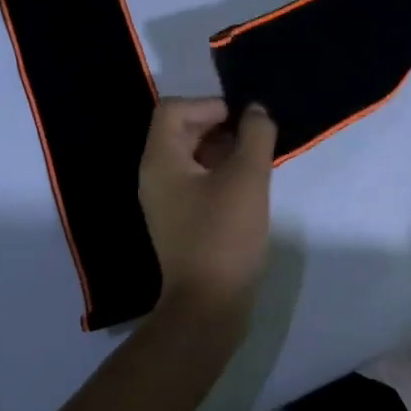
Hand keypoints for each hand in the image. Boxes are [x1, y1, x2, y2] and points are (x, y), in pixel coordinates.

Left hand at [138, 98, 277, 317]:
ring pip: (190, 156)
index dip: (208, 105)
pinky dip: (219, 172)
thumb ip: (255, 134)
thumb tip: (255, 110)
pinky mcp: (180, 220)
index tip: (240, 121)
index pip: (173, 109)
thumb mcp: (248, 177)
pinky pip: (195, 180)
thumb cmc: (225, 234)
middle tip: (253, 137)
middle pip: (180, 130)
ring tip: (255, 159)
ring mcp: (165, 200)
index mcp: (160, 160)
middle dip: (218, 125)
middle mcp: (155, 176)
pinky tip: (247, 185)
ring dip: (221, 149)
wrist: (209, 305)